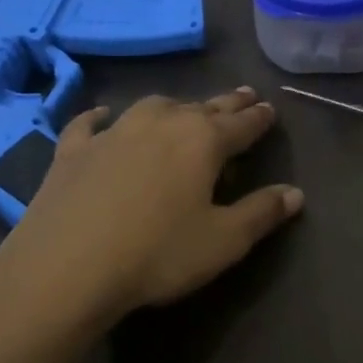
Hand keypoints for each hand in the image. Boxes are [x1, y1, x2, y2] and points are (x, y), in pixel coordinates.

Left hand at [0, 88, 302, 329]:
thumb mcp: (223, 241)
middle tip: (243, 95)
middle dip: (227, 103)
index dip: (259, 118)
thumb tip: (295, 193)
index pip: (242, 124)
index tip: (270, 109)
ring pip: (153, 107)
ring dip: (175, 106)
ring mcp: (114, 132)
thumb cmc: (157, 254)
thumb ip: (262, 213)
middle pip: (203, 107)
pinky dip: (101, 118)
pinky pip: (90, 123)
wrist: (66, 267)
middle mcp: (161, 123)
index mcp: (203, 141)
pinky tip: (103, 116)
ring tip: (185, 109)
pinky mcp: (73, 150)